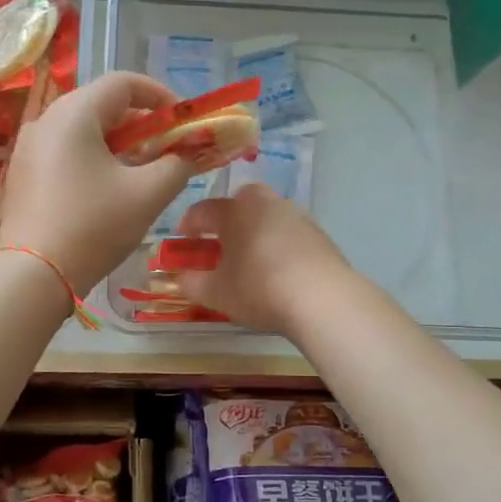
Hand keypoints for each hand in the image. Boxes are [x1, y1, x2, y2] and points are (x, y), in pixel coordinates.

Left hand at [0, 72, 197, 295]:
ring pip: (84, 129)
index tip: (183, 122)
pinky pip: (66, 150)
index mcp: (74, 113)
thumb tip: (187, 154)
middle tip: (167, 149)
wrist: (33, 275)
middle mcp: (46, 120)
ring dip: (119, 142)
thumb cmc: (94, 226)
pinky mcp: (24, 173)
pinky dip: (94, 157)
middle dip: (142, 122)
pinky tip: (109, 188)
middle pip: (102, 104)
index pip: (124, 82)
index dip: (161, 96)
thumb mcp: (148, 194)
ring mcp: (29, 147)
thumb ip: (177, 165)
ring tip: (143, 170)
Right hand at [173, 184, 351, 335]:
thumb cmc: (259, 289)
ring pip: (267, 215)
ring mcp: (296, 215)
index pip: (204, 210)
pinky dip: (278, 242)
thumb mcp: (216, 292)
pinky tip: (278, 267)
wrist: (322, 298)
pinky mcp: (319, 233)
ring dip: (254, 230)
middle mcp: (266, 203)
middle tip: (219, 243)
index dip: (189, 225)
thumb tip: (179, 276)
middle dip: (227, 219)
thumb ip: (191, 282)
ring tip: (249, 258)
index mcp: (236, 210)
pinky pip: (288, 231)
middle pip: (240, 203)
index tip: (183, 241)